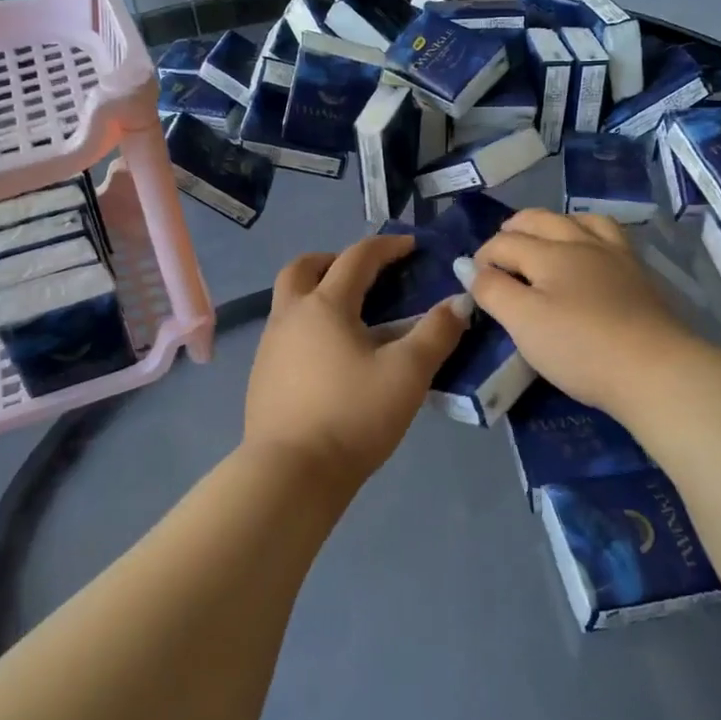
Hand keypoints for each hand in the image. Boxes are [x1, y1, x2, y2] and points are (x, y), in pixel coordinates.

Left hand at [243, 237, 470, 492]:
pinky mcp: (261, 377)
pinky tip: (331, 358)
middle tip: (363, 274)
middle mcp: (290, 316)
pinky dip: (308, 327)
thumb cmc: (353, 415)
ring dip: (317, 293)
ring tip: (352, 318)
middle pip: (303, 267)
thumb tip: (458, 303)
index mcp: (325, 305)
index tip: (411, 246)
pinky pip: (285, 333)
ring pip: (289, 301)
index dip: (386, 246)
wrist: (291, 473)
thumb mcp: (407, 374)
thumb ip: (436, 333)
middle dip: (334, 260)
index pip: (357, 258)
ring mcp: (269, 347)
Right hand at [471, 210, 695, 418]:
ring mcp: (615, 255)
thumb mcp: (523, 321)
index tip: (472, 283)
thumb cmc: (579, 347)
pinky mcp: (638, 274)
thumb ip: (491, 290)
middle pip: (540, 220)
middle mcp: (581, 243)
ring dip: (553, 224)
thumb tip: (466, 266)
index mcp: (549, 253)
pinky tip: (588, 253)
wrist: (654, 370)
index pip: (504, 242)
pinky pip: (609, 236)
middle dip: (513, 229)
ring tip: (543, 240)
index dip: (482, 258)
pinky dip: (587, 234)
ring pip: (579, 221)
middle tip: (499, 250)